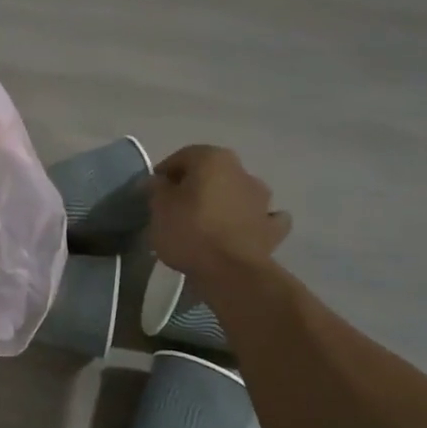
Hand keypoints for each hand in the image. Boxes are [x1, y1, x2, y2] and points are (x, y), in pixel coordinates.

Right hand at [149, 145, 291, 277]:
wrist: (230, 271)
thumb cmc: (189, 231)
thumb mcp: (159, 208)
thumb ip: (156, 189)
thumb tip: (157, 181)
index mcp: (213, 159)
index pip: (183, 157)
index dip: (165, 172)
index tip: (154, 191)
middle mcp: (242, 171)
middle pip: (212, 173)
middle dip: (195, 185)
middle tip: (176, 206)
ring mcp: (262, 200)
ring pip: (237, 192)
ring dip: (225, 200)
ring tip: (206, 222)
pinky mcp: (273, 227)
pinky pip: (261, 217)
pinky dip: (252, 220)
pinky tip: (242, 230)